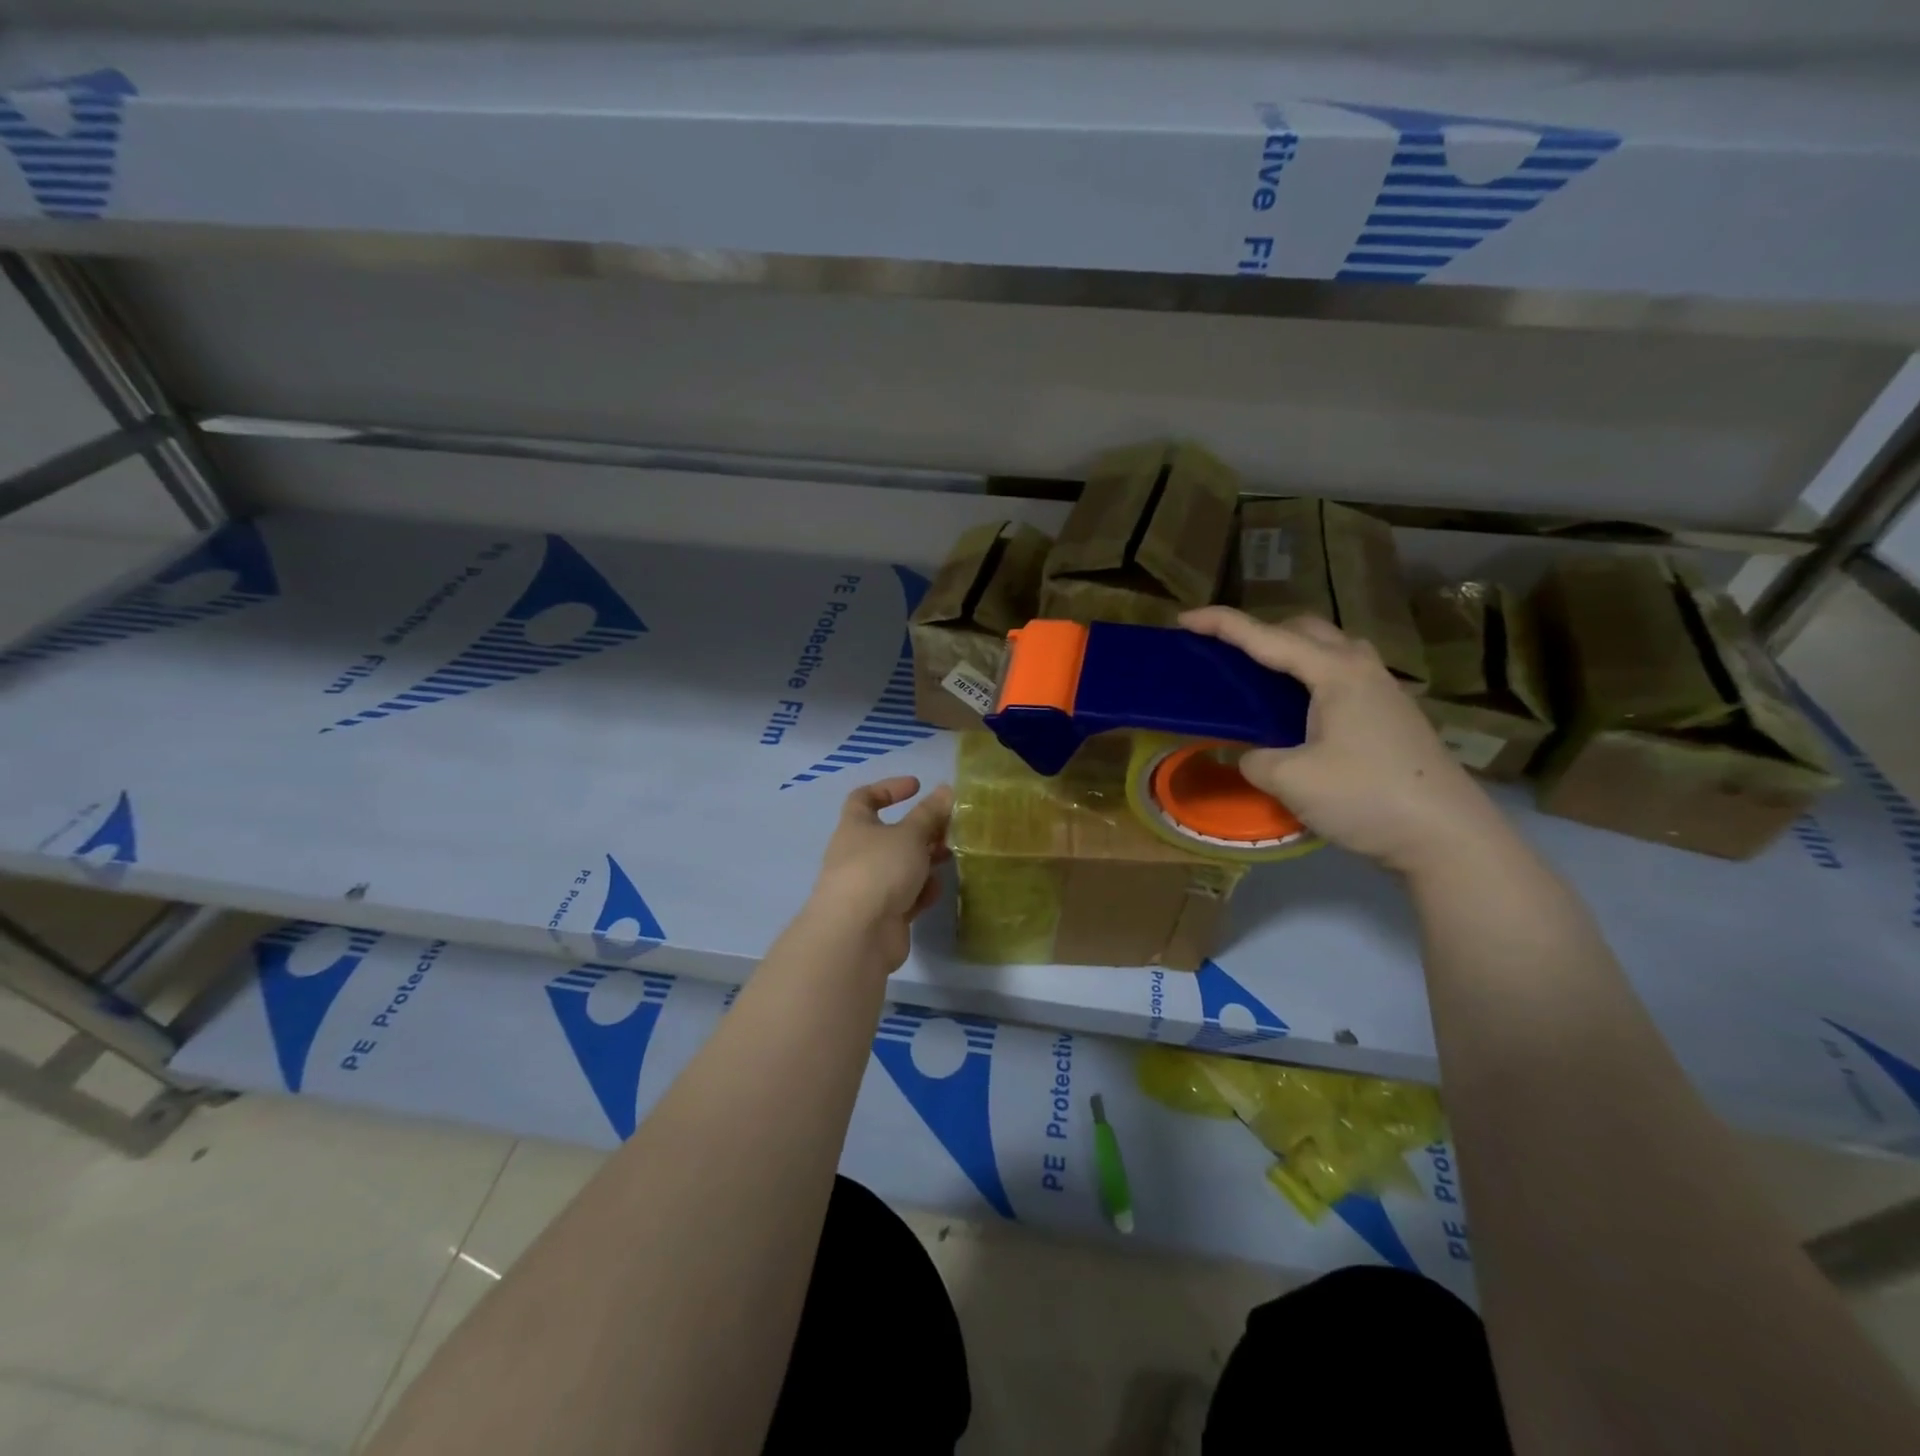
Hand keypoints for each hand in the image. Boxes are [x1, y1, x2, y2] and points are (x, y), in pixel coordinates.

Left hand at [808, 776, 953, 971]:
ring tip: (950, 857)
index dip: (889, 788)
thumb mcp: (910, 835)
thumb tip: (945, 790)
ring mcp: (868, 886)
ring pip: (901, 866)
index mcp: (855, 827)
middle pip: (890, 835)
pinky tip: (935, 892)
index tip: (917, 786)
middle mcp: (858, 854)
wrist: (858, 934)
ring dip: (924, 861)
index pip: (864, 798)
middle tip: (947, 828)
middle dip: (920, 830)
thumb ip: (929, 813)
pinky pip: (906, 896)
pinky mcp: (882, 915)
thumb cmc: (879, 870)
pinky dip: (920, 892)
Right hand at [1180, 607, 1509, 875]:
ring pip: (1328, 651)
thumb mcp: (1292, 780)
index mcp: (1336, 672)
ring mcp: (1383, 691)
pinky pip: (1340, 678)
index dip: (1222, 625)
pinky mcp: (1390, 716)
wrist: (1448, 837)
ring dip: (1290, 654)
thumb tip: (1250, 756)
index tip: (1184, 619)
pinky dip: (1308, 680)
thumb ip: (1255, 760)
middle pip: (1305, 630)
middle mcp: (1361, 669)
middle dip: (1261, 631)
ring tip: (1259, 681)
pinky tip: (1297, 714)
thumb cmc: (1368, 797)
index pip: (1267, 638)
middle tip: (1226, 655)